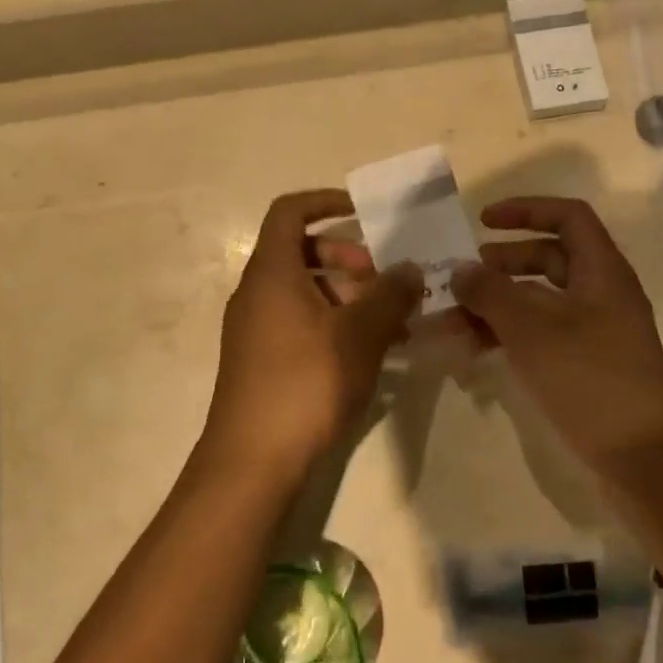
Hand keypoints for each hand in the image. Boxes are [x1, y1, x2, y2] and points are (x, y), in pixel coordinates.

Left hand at [203, 190, 422, 480]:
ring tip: (391, 322)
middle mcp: (256, 292)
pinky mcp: (260, 360)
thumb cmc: (306, 382)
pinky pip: (299, 322)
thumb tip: (410, 268)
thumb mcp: (360, 334)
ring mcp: (254, 328)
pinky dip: (333, 324)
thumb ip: (390, 294)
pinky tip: (369, 353)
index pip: (290, 212)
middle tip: (385, 280)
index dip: (326, 202)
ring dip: (348, 296)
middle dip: (348, 258)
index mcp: (272, 272)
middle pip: (302, 252)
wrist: (252, 460)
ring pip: (305, 291)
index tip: (364, 213)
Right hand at [452, 197, 662, 473]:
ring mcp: (595, 330)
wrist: (643, 458)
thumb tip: (461, 270)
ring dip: (498, 304)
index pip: (568, 217)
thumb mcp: (532, 330)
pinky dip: (510, 333)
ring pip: (540, 299)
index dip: (526, 210)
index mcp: (602, 272)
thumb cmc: (590, 380)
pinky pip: (542, 332)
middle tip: (463, 277)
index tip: (483, 221)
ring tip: (455, 319)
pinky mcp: (586, 362)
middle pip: (549, 258)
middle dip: (502, 262)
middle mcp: (602, 293)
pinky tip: (476, 349)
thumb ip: (491, 293)